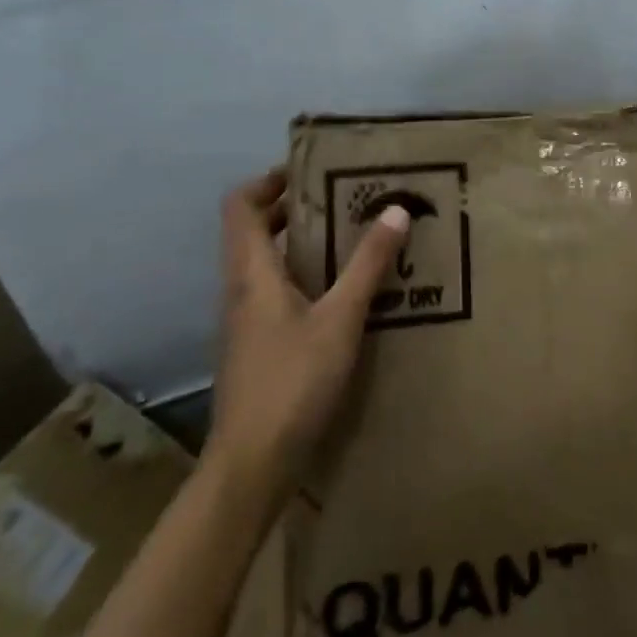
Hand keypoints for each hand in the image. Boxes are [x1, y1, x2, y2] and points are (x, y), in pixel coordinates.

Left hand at [204, 168, 408, 494]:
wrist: (251, 467)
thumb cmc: (291, 383)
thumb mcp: (340, 319)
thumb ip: (368, 265)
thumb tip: (396, 210)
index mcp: (252, 272)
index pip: (240, 205)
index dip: (268, 179)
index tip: (311, 170)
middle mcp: (241, 288)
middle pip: (254, 229)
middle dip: (293, 206)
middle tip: (343, 197)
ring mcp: (246, 320)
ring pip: (266, 262)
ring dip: (301, 241)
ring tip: (350, 235)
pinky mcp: (257, 346)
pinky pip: (276, 291)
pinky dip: (304, 275)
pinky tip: (342, 291)